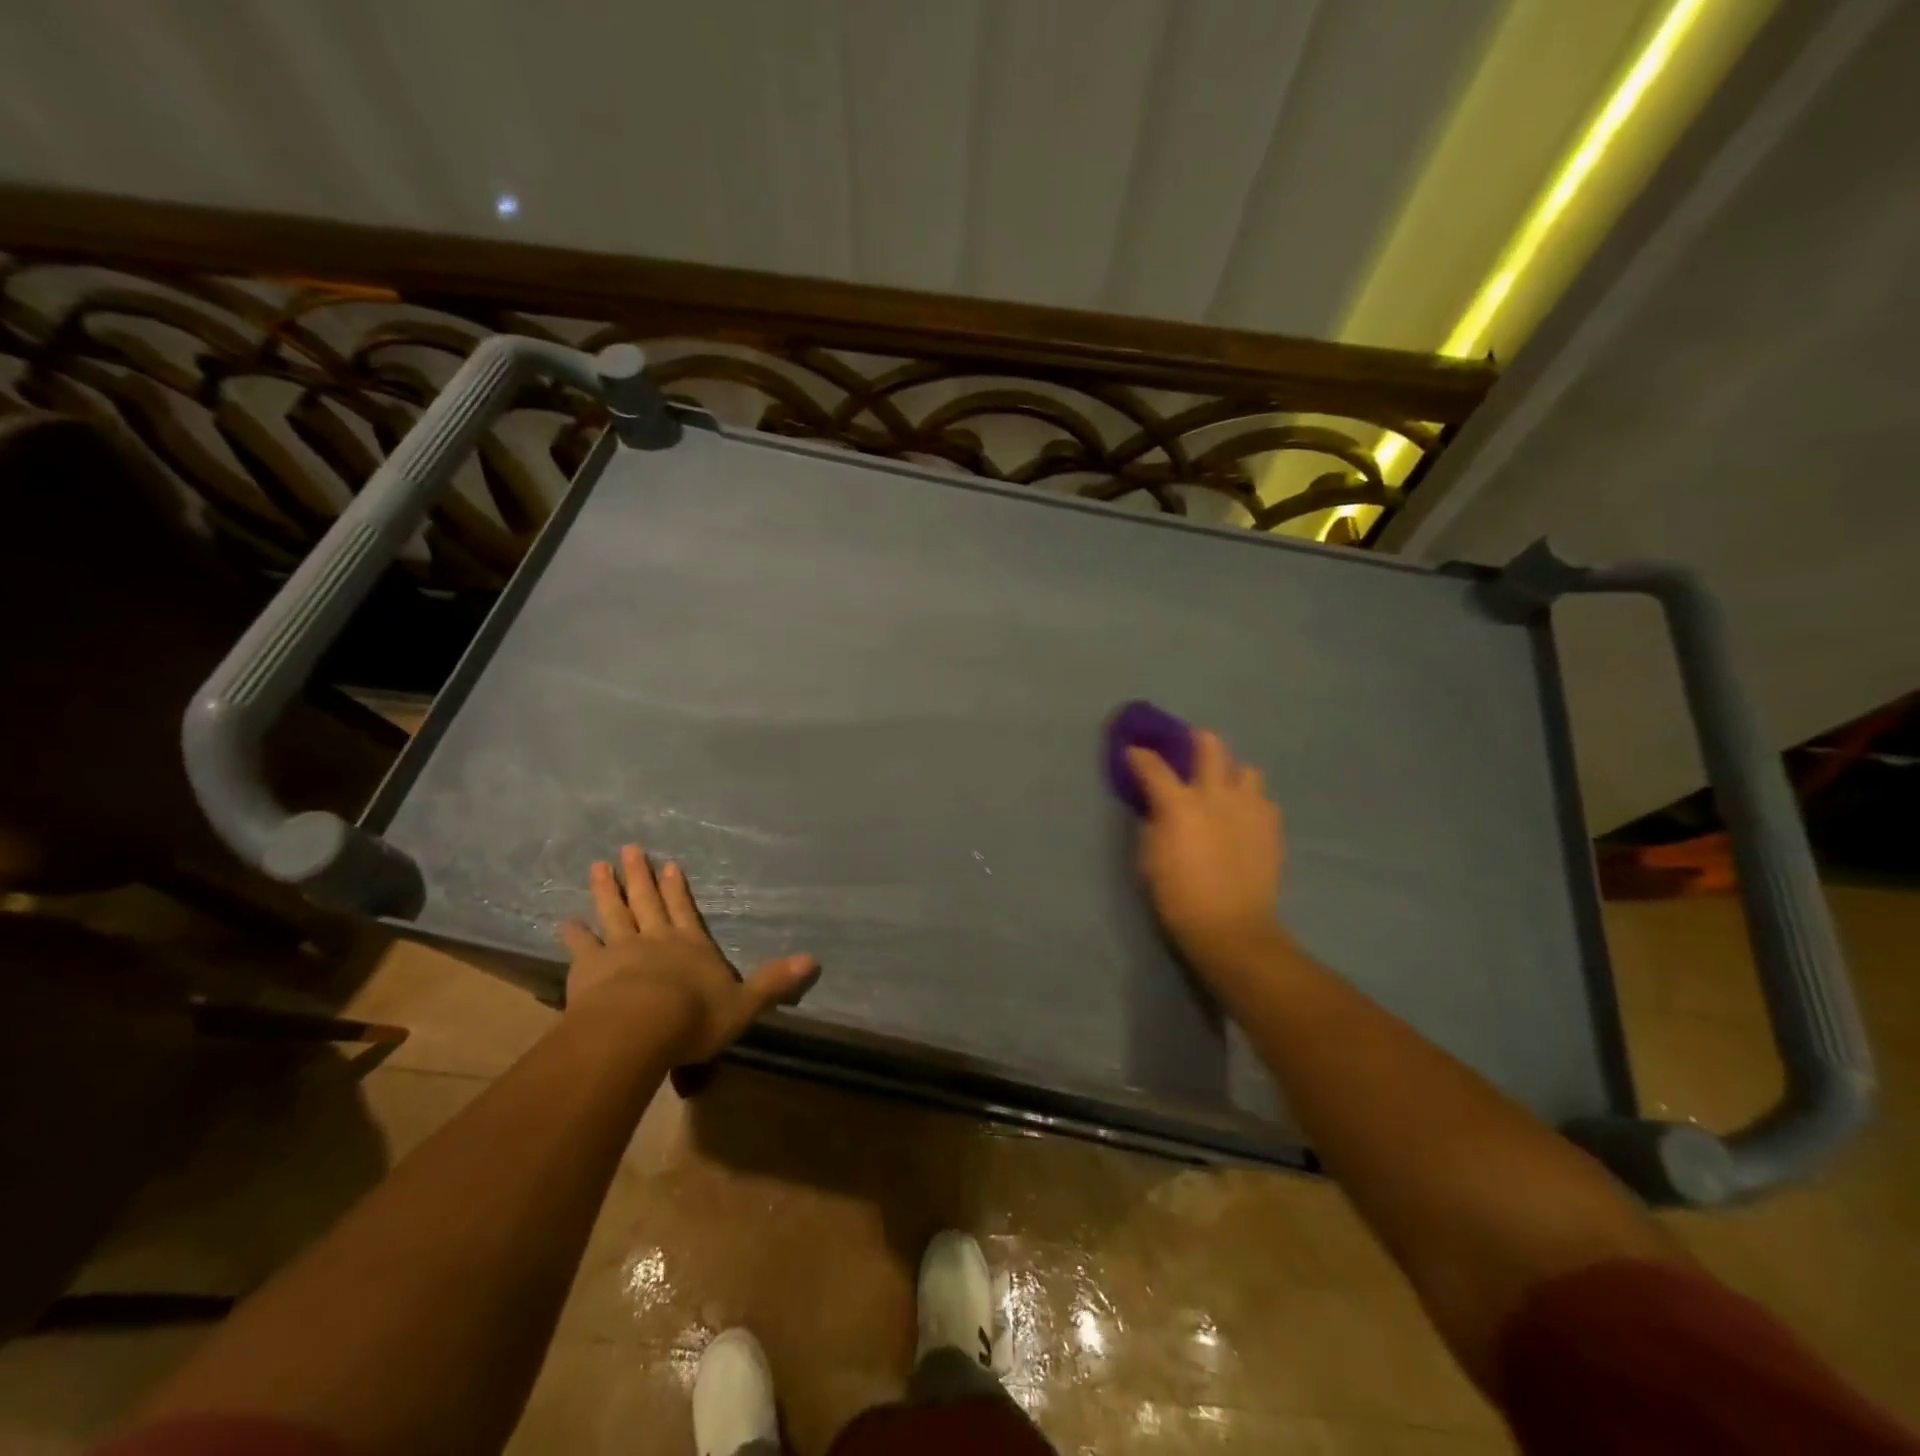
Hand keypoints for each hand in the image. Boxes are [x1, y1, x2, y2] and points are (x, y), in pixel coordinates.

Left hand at [558, 844, 817, 1064]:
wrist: (640, 1029)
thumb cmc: (696, 1017)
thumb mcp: (744, 1004)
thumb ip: (774, 982)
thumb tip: (814, 961)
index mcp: (692, 946)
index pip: (686, 911)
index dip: (678, 889)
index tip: (670, 866)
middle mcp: (656, 940)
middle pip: (648, 902)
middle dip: (641, 876)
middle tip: (630, 849)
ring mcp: (621, 951)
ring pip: (614, 914)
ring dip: (607, 890)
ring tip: (599, 866)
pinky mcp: (590, 969)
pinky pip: (582, 947)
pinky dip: (575, 934)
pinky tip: (566, 922)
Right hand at [1127, 729, 1287, 979]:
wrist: (1231, 927)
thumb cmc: (1178, 896)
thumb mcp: (1150, 858)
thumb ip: (1154, 824)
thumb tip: (1158, 808)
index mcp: (1180, 804)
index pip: (1153, 766)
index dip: (1139, 755)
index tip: (1132, 751)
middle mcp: (1217, 795)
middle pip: (1210, 746)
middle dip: (1195, 740)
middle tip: (1187, 748)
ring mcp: (1250, 808)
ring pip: (1246, 769)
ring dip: (1231, 773)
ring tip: (1224, 788)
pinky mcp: (1272, 826)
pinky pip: (1263, 800)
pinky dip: (1250, 802)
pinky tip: (1243, 818)